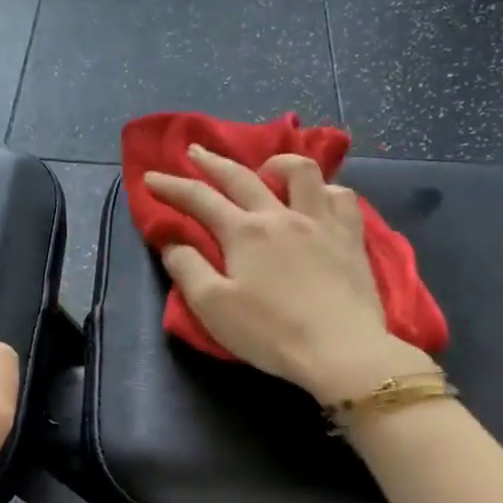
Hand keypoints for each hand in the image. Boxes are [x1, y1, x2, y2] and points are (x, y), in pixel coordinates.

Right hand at [145, 146, 434, 403]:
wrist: (340, 349)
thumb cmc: (270, 332)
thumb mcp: (213, 307)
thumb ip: (187, 269)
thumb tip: (171, 243)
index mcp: (244, 232)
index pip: (200, 199)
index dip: (172, 186)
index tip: (151, 177)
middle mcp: (281, 215)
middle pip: (242, 177)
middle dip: (213, 163)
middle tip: (195, 152)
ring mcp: (321, 222)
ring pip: (302, 172)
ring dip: (277, 164)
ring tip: (266, 172)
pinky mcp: (351, 237)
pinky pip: (342, 197)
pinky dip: (325, 190)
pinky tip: (319, 200)